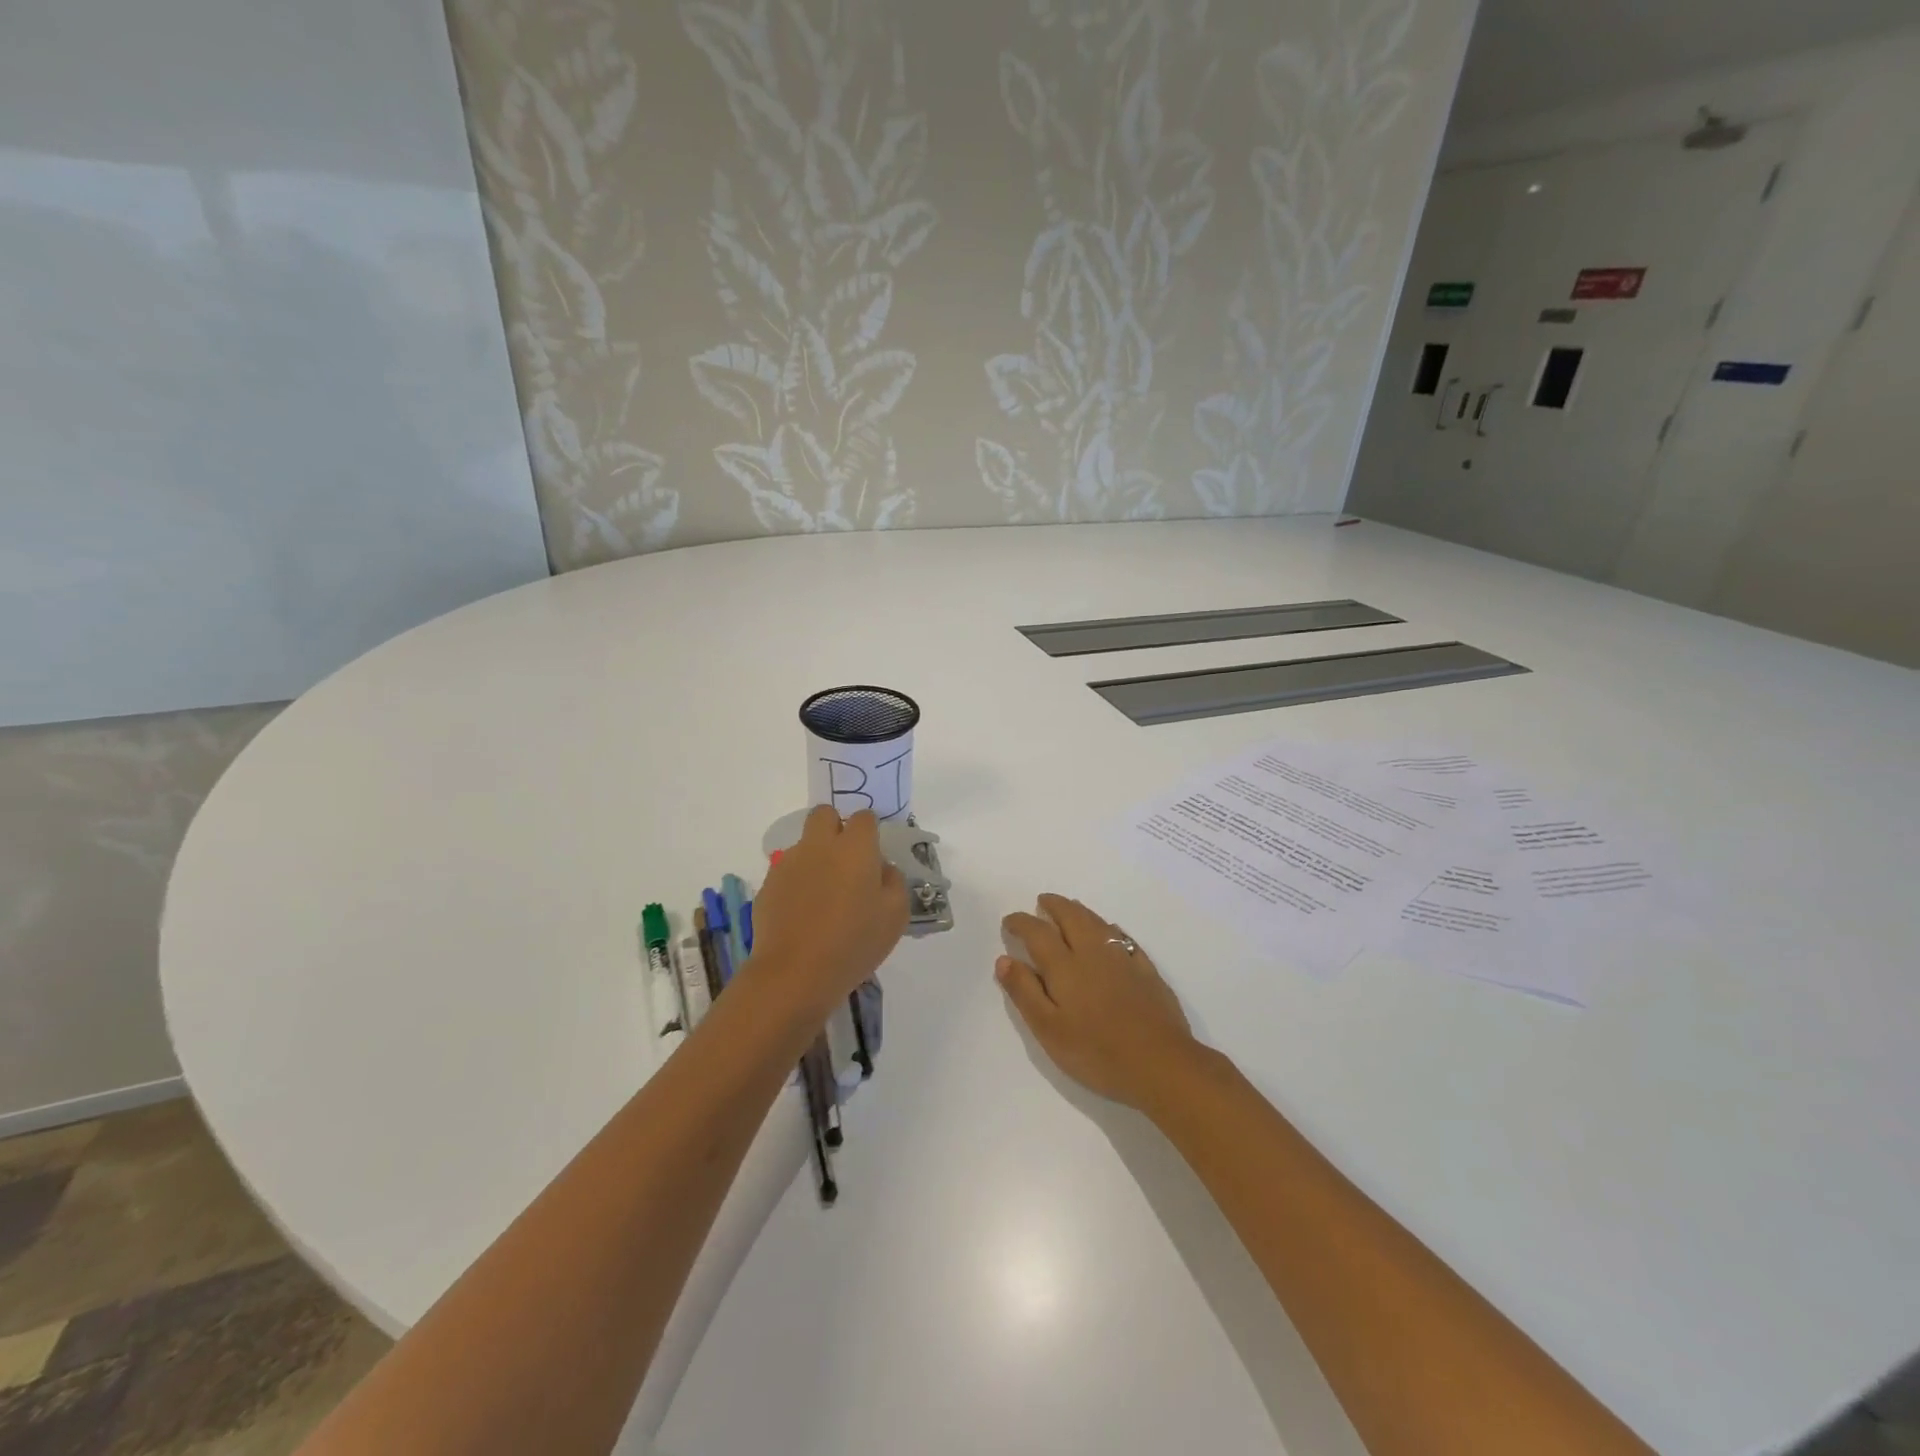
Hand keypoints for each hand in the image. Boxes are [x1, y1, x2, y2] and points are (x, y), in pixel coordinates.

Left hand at [748, 806, 908, 1019]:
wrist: (795, 973)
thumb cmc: (854, 943)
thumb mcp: (895, 915)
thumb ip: (894, 881)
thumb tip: (882, 868)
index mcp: (855, 848)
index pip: (864, 817)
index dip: (870, 831)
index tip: (873, 854)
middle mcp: (819, 845)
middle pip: (824, 814)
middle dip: (835, 827)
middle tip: (846, 860)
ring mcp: (789, 863)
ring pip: (804, 844)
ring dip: (816, 857)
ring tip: (824, 896)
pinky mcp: (769, 884)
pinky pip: (787, 871)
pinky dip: (797, 882)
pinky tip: (804, 913)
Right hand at [997, 894, 1199, 1110]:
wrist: (1161, 1064)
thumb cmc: (1097, 1052)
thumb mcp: (1049, 1029)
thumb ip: (1025, 992)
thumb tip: (1004, 960)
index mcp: (1065, 966)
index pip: (1038, 933)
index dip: (1021, 923)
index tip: (1010, 921)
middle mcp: (1093, 953)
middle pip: (1071, 916)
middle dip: (1054, 906)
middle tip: (1042, 902)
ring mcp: (1123, 959)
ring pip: (1098, 922)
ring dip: (1079, 911)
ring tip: (1070, 908)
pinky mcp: (1147, 971)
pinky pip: (1124, 938)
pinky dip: (1110, 929)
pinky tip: (1110, 933)